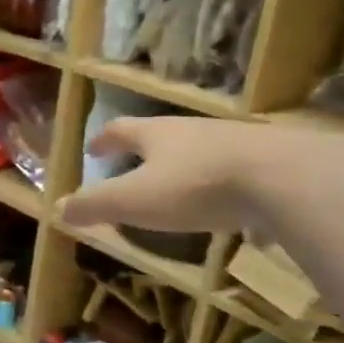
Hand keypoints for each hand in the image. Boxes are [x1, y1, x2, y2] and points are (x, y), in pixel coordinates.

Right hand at [56, 118, 343, 238]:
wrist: (285, 178)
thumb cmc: (197, 186)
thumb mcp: (136, 200)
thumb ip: (96, 204)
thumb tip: (58, 208)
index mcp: (158, 135)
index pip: (122, 130)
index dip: (105, 140)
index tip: (94, 149)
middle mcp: (194, 131)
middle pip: (162, 135)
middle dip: (146, 150)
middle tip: (134, 165)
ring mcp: (235, 143)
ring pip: (201, 151)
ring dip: (185, 166)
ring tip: (180, 187)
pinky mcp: (269, 162)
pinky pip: (239, 174)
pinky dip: (226, 188)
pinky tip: (235, 211)